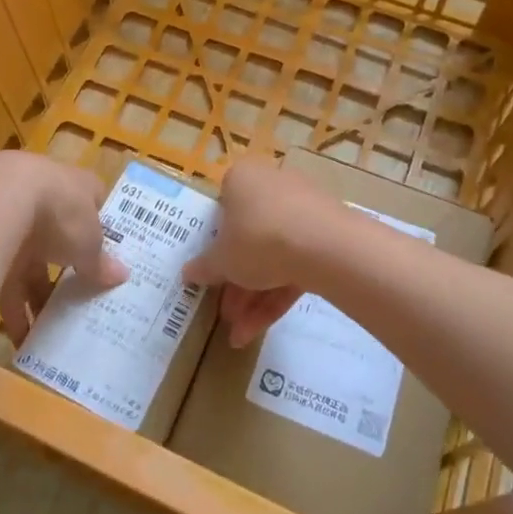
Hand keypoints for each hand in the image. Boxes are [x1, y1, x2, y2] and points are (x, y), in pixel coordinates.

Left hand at [0, 152, 127, 345]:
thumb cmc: (59, 211)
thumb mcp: (90, 241)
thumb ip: (101, 260)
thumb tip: (121, 275)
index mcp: (72, 186)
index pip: (90, 201)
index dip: (98, 226)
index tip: (106, 255)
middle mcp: (39, 196)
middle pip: (55, 237)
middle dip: (62, 272)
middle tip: (75, 304)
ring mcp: (8, 216)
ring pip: (25, 262)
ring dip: (33, 297)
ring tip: (46, 334)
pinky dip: (9, 308)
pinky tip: (17, 338)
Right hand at [183, 156, 351, 347]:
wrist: (325, 245)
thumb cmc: (257, 238)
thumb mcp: (222, 259)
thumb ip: (204, 267)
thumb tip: (187, 273)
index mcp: (243, 178)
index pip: (223, 207)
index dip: (215, 242)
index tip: (211, 271)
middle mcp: (272, 186)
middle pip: (248, 237)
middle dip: (235, 282)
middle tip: (225, 313)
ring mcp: (302, 210)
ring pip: (272, 255)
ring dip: (253, 296)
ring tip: (238, 335)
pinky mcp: (325, 236)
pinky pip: (294, 264)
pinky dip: (276, 295)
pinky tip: (256, 331)